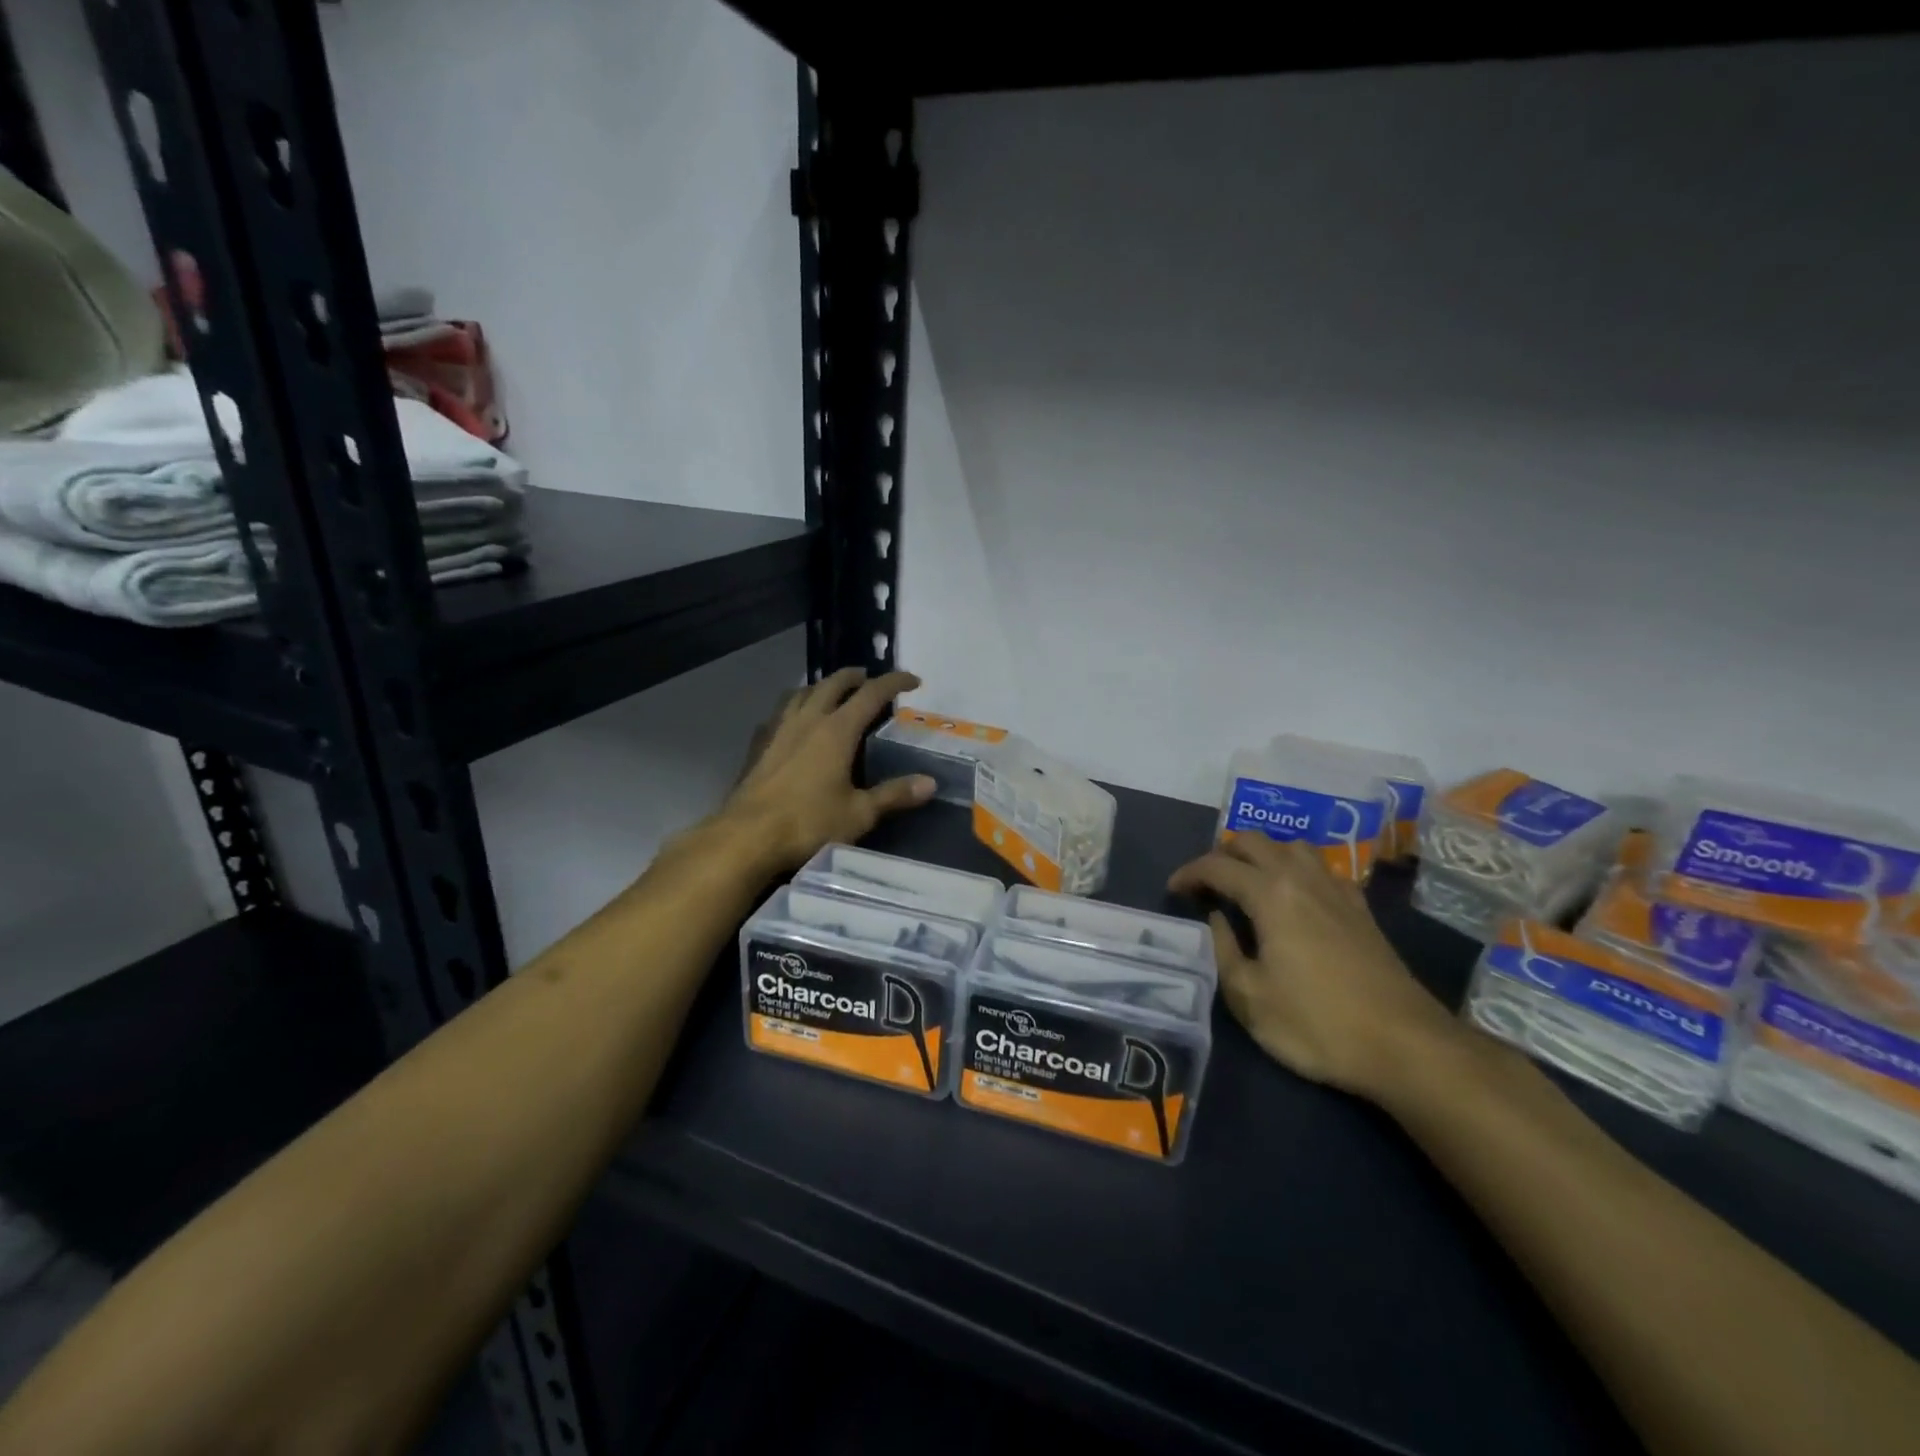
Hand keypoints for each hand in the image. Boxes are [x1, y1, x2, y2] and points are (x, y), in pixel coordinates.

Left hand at [714, 667, 935, 873]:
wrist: (746, 837)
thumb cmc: (808, 823)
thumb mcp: (859, 813)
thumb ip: (894, 795)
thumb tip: (930, 783)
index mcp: (837, 731)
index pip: (871, 694)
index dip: (894, 682)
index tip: (913, 680)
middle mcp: (808, 720)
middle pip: (833, 684)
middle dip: (854, 676)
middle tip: (869, 679)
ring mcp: (779, 731)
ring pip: (801, 693)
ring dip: (821, 687)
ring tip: (832, 693)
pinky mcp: (759, 746)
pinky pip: (779, 713)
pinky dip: (794, 708)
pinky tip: (794, 722)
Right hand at [1168, 833, 1460, 1099]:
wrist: (1407, 1046)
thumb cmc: (1317, 1024)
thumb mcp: (1249, 997)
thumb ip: (1223, 950)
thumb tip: (1216, 918)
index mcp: (1270, 895)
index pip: (1218, 866)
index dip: (1189, 873)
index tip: (1173, 890)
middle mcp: (1302, 879)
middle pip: (1255, 842)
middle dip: (1223, 855)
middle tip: (1206, 884)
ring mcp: (1337, 891)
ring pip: (1291, 847)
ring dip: (1262, 854)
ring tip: (1247, 881)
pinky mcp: (1360, 909)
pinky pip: (1321, 868)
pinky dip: (1296, 869)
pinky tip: (1294, 897)